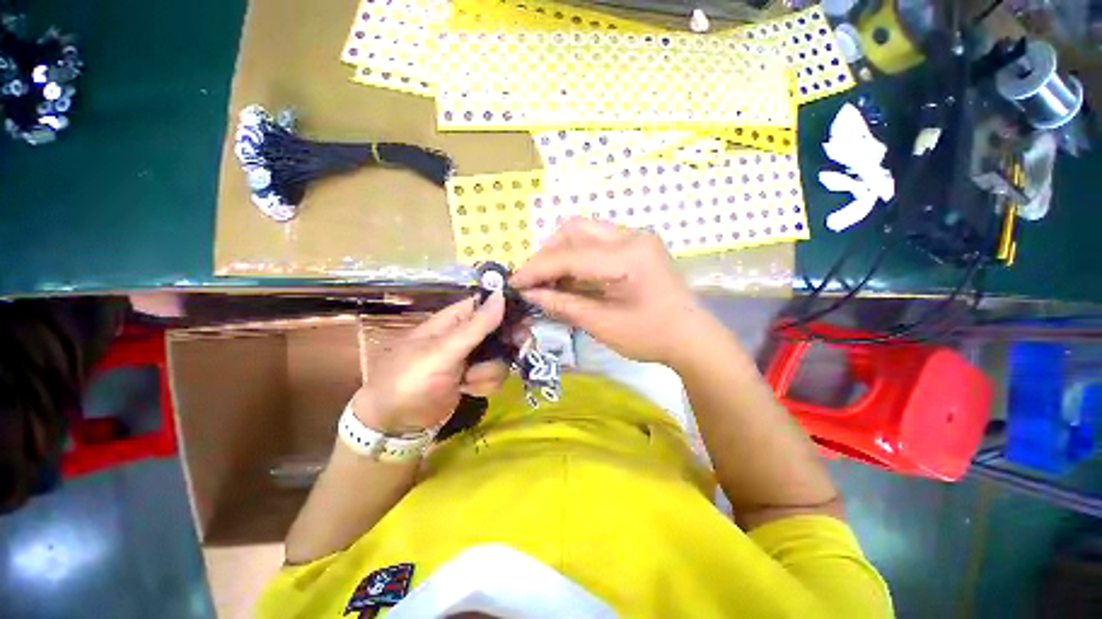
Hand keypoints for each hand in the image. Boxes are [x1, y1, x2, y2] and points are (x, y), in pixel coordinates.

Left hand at [350, 291, 510, 432]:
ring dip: (489, 372)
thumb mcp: (443, 351)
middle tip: (515, 352)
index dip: (510, 308)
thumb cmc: (410, 378)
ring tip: (467, 381)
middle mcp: (469, 334)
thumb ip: (475, 326)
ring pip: (502, 356)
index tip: (527, 321)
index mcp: (457, 318)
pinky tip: (467, 391)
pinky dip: (484, 385)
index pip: (491, 303)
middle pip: (503, 330)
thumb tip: (501, 294)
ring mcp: (473, 357)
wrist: (393, 422)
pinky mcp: (475, 377)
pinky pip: (496, 376)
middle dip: (507, 346)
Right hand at [511, 219, 710, 366]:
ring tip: (547, 280)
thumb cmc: (650, 336)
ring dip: (560, 253)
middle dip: (547, 253)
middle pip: (574, 229)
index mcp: (627, 256)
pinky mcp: (635, 245)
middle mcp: (631, 236)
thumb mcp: (601, 324)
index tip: (514, 283)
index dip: (537, 269)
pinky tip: (567, 276)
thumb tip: (530, 294)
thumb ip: (563, 304)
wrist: (690, 337)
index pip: (569, 255)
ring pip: (584, 231)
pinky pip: (596, 242)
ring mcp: (635, 237)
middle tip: (533, 280)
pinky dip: (576, 256)